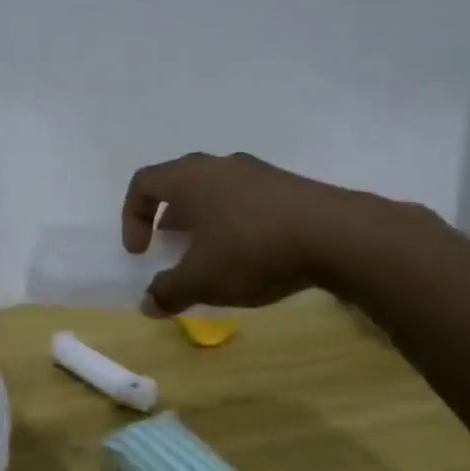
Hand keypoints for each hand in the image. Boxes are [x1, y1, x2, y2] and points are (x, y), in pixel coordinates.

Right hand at [121, 152, 412, 314]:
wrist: (338, 235)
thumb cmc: (253, 250)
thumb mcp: (203, 280)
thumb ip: (169, 291)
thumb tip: (148, 305)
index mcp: (189, 178)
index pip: (143, 183)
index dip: (132, 217)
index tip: (141, 252)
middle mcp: (219, 165)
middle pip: (179, 184)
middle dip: (168, 219)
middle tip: (173, 249)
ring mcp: (257, 172)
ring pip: (215, 190)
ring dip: (204, 221)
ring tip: (213, 256)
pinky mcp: (288, 185)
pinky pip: (247, 199)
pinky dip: (236, 222)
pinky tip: (252, 254)